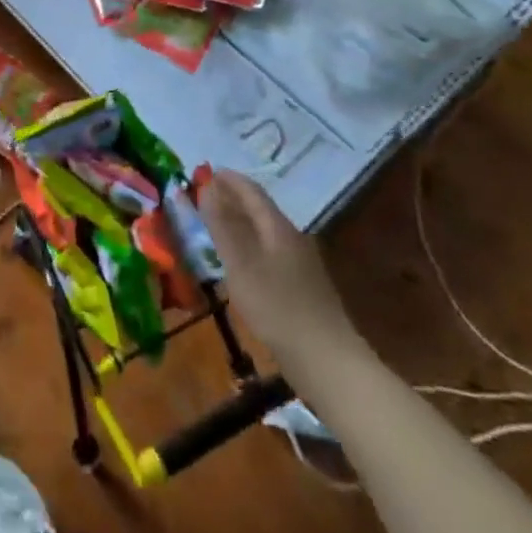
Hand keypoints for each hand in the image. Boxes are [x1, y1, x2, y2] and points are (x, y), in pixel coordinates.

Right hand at [202, 169, 361, 365]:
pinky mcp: (301, 288)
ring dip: (240, 222)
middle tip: (203, 195)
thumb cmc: (278, 308)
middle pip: (260, 210)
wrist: (328, 361)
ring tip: (214, 224)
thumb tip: (207, 186)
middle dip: (232, 199)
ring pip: (265, 232)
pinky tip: (239, 261)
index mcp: (279, 228)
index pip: (252, 192)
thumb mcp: (241, 265)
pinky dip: (249, 245)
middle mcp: (293, 239)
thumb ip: (222, 225)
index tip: (204, 170)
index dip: (228, 179)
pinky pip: (269, 253)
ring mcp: (300, 264)